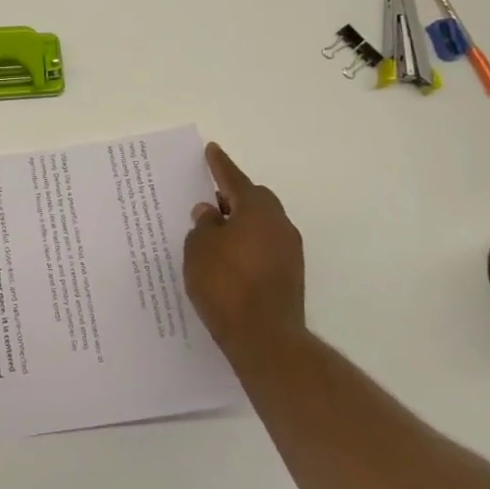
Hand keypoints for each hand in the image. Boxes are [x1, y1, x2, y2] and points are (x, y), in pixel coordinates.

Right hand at [184, 143, 306, 361]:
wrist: (264, 338)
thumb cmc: (225, 284)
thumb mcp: (199, 249)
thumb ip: (204, 225)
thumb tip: (211, 213)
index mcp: (256, 209)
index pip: (234, 179)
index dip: (220, 165)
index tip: (212, 150)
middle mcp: (279, 224)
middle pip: (254, 200)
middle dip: (232, 197)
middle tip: (210, 200)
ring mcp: (289, 252)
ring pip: (261, 225)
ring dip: (241, 223)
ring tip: (215, 232)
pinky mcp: (290, 276)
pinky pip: (264, 247)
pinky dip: (247, 245)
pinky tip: (228, 258)